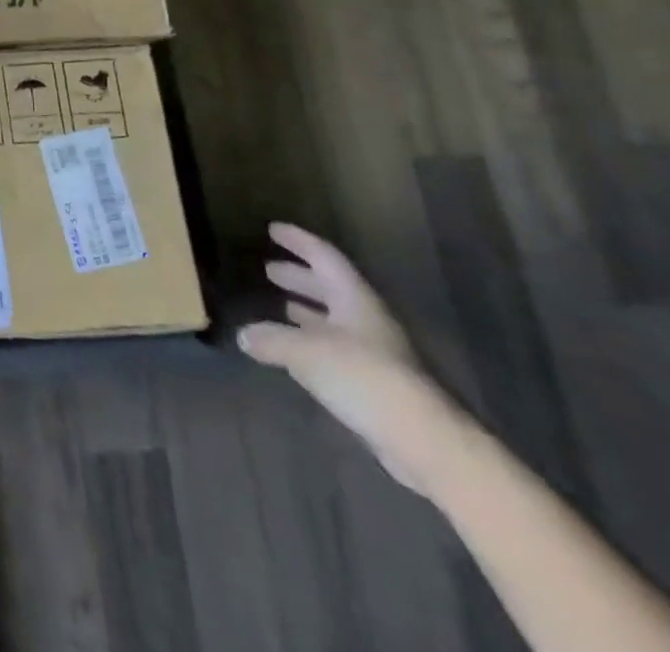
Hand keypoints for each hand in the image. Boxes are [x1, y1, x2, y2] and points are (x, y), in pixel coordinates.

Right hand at [238, 223, 458, 492]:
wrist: (424, 441)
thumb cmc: (363, 376)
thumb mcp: (304, 351)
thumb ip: (271, 338)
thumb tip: (245, 335)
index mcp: (355, 299)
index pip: (324, 257)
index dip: (299, 241)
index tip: (273, 229)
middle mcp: (366, 320)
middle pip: (330, 288)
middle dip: (299, 277)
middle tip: (269, 269)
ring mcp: (376, 353)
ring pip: (335, 321)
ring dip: (307, 310)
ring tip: (279, 306)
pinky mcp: (376, 383)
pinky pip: (337, 350)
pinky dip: (313, 343)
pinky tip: (295, 351)